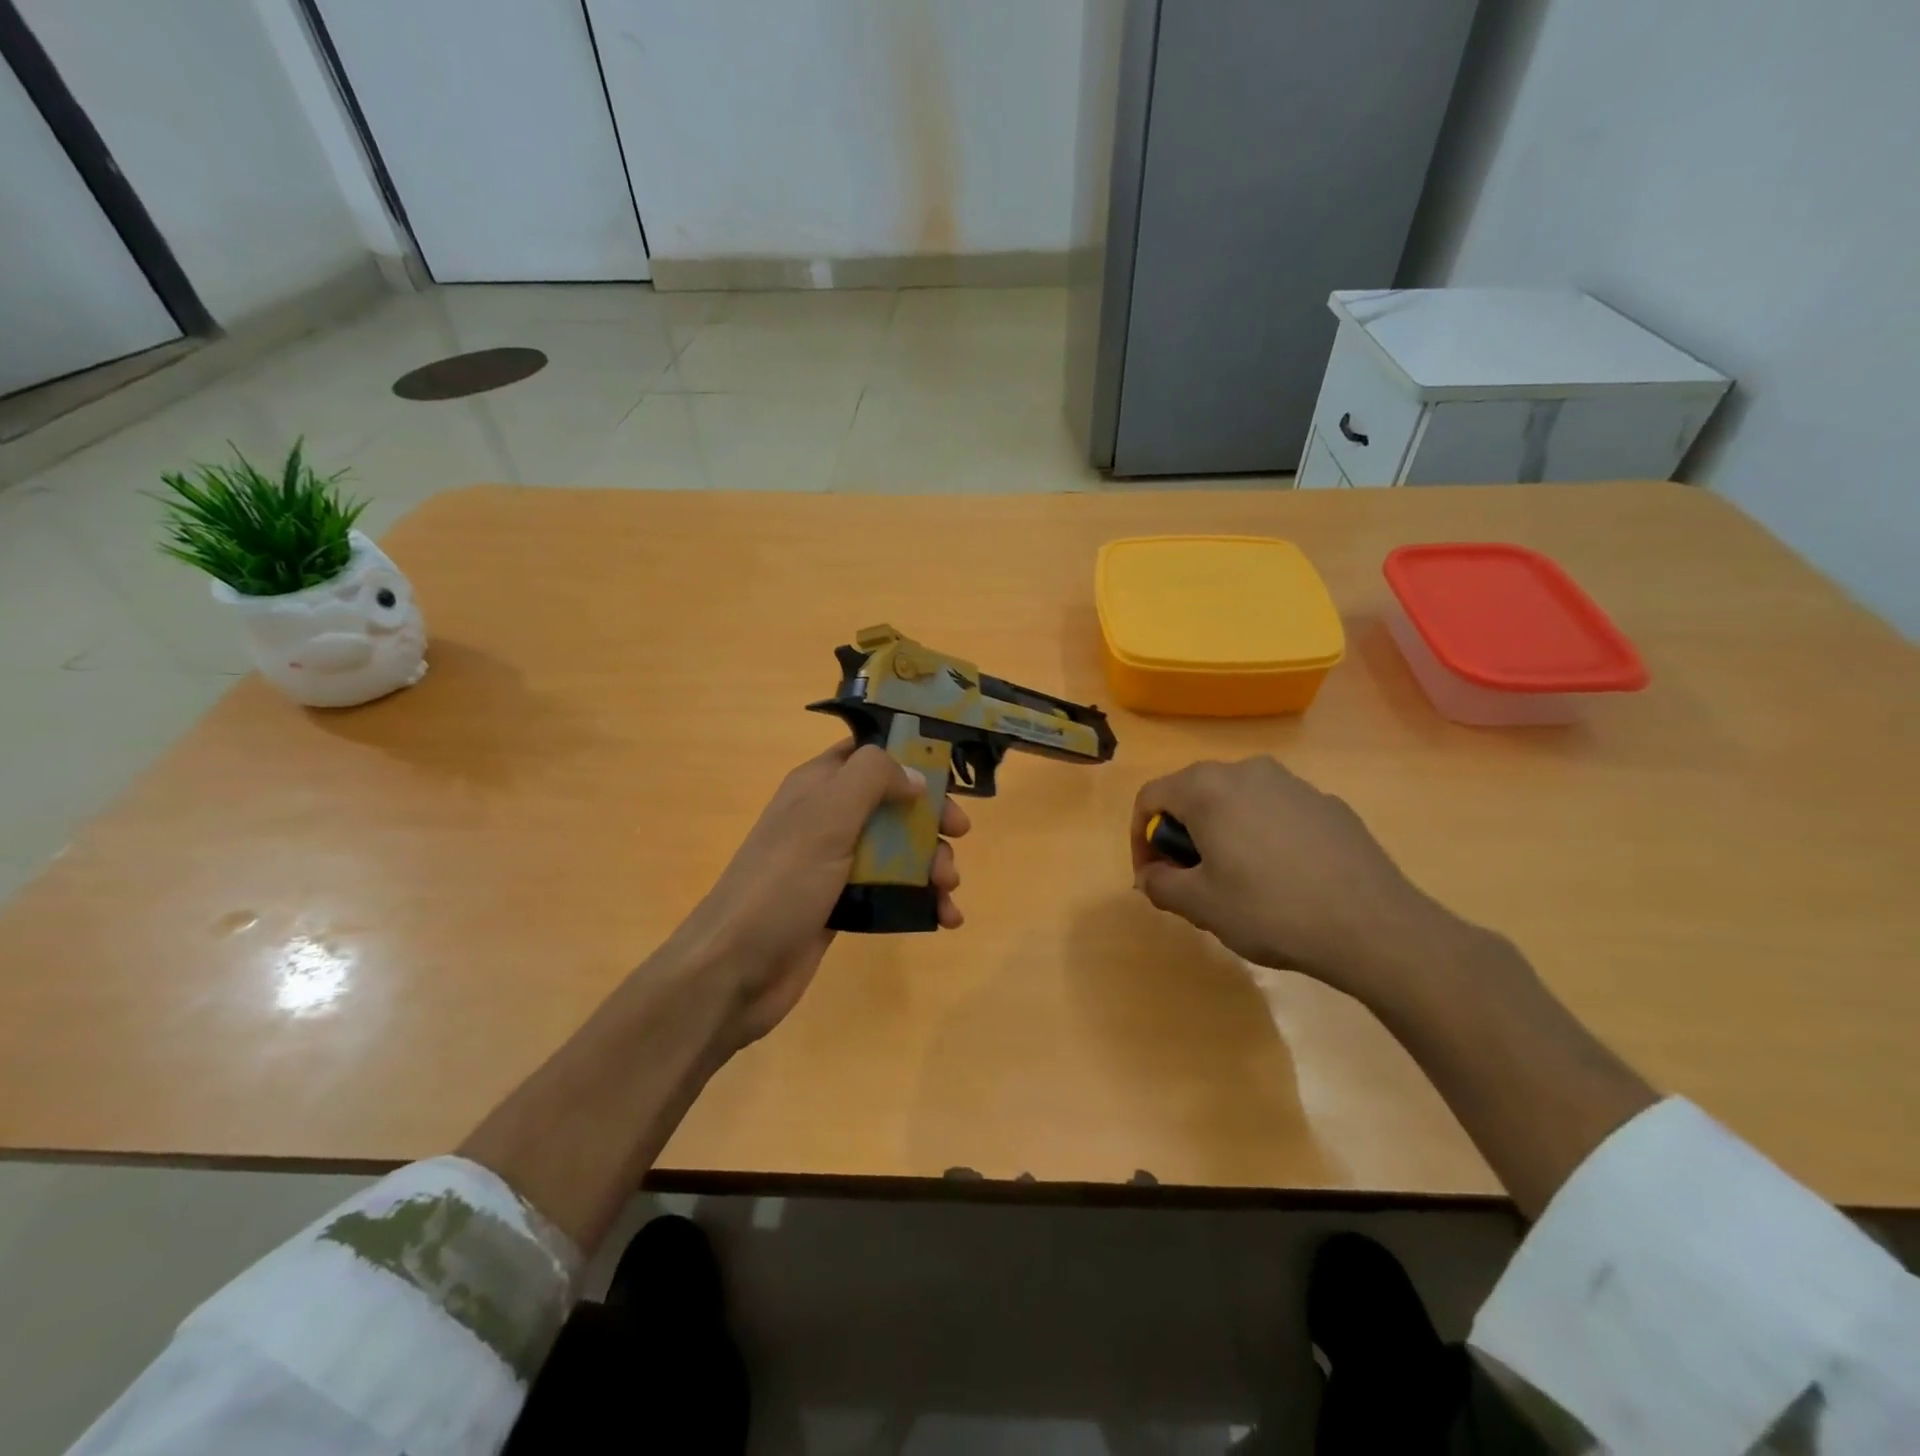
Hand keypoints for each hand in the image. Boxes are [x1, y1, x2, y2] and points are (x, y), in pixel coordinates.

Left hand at [681, 741, 969, 1050]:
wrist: (734, 970)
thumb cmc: (782, 883)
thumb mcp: (827, 816)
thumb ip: (872, 779)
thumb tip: (916, 775)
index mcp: (818, 786)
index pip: (868, 752)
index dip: (909, 757)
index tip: (948, 775)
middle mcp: (827, 819)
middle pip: (892, 804)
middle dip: (930, 819)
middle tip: (958, 836)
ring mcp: (834, 865)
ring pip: (897, 851)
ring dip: (932, 864)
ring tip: (948, 889)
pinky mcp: (842, 906)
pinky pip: (891, 892)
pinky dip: (921, 900)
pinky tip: (945, 918)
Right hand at [1131, 757, 1457, 1000]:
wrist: (1373, 926)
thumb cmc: (1270, 910)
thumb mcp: (1200, 905)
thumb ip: (1160, 884)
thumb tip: (1150, 875)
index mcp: (1207, 787)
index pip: (1150, 797)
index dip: (1139, 837)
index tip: (1151, 877)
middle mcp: (1247, 770)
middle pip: (1193, 794)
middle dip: (1181, 835)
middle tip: (1190, 880)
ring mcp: (1293, 784)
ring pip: (1236, 801)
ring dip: (1221, 833)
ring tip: (1235, 881)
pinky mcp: (1328, 804)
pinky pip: (1275, 812)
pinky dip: (1261, 836)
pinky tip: (1282, 879)